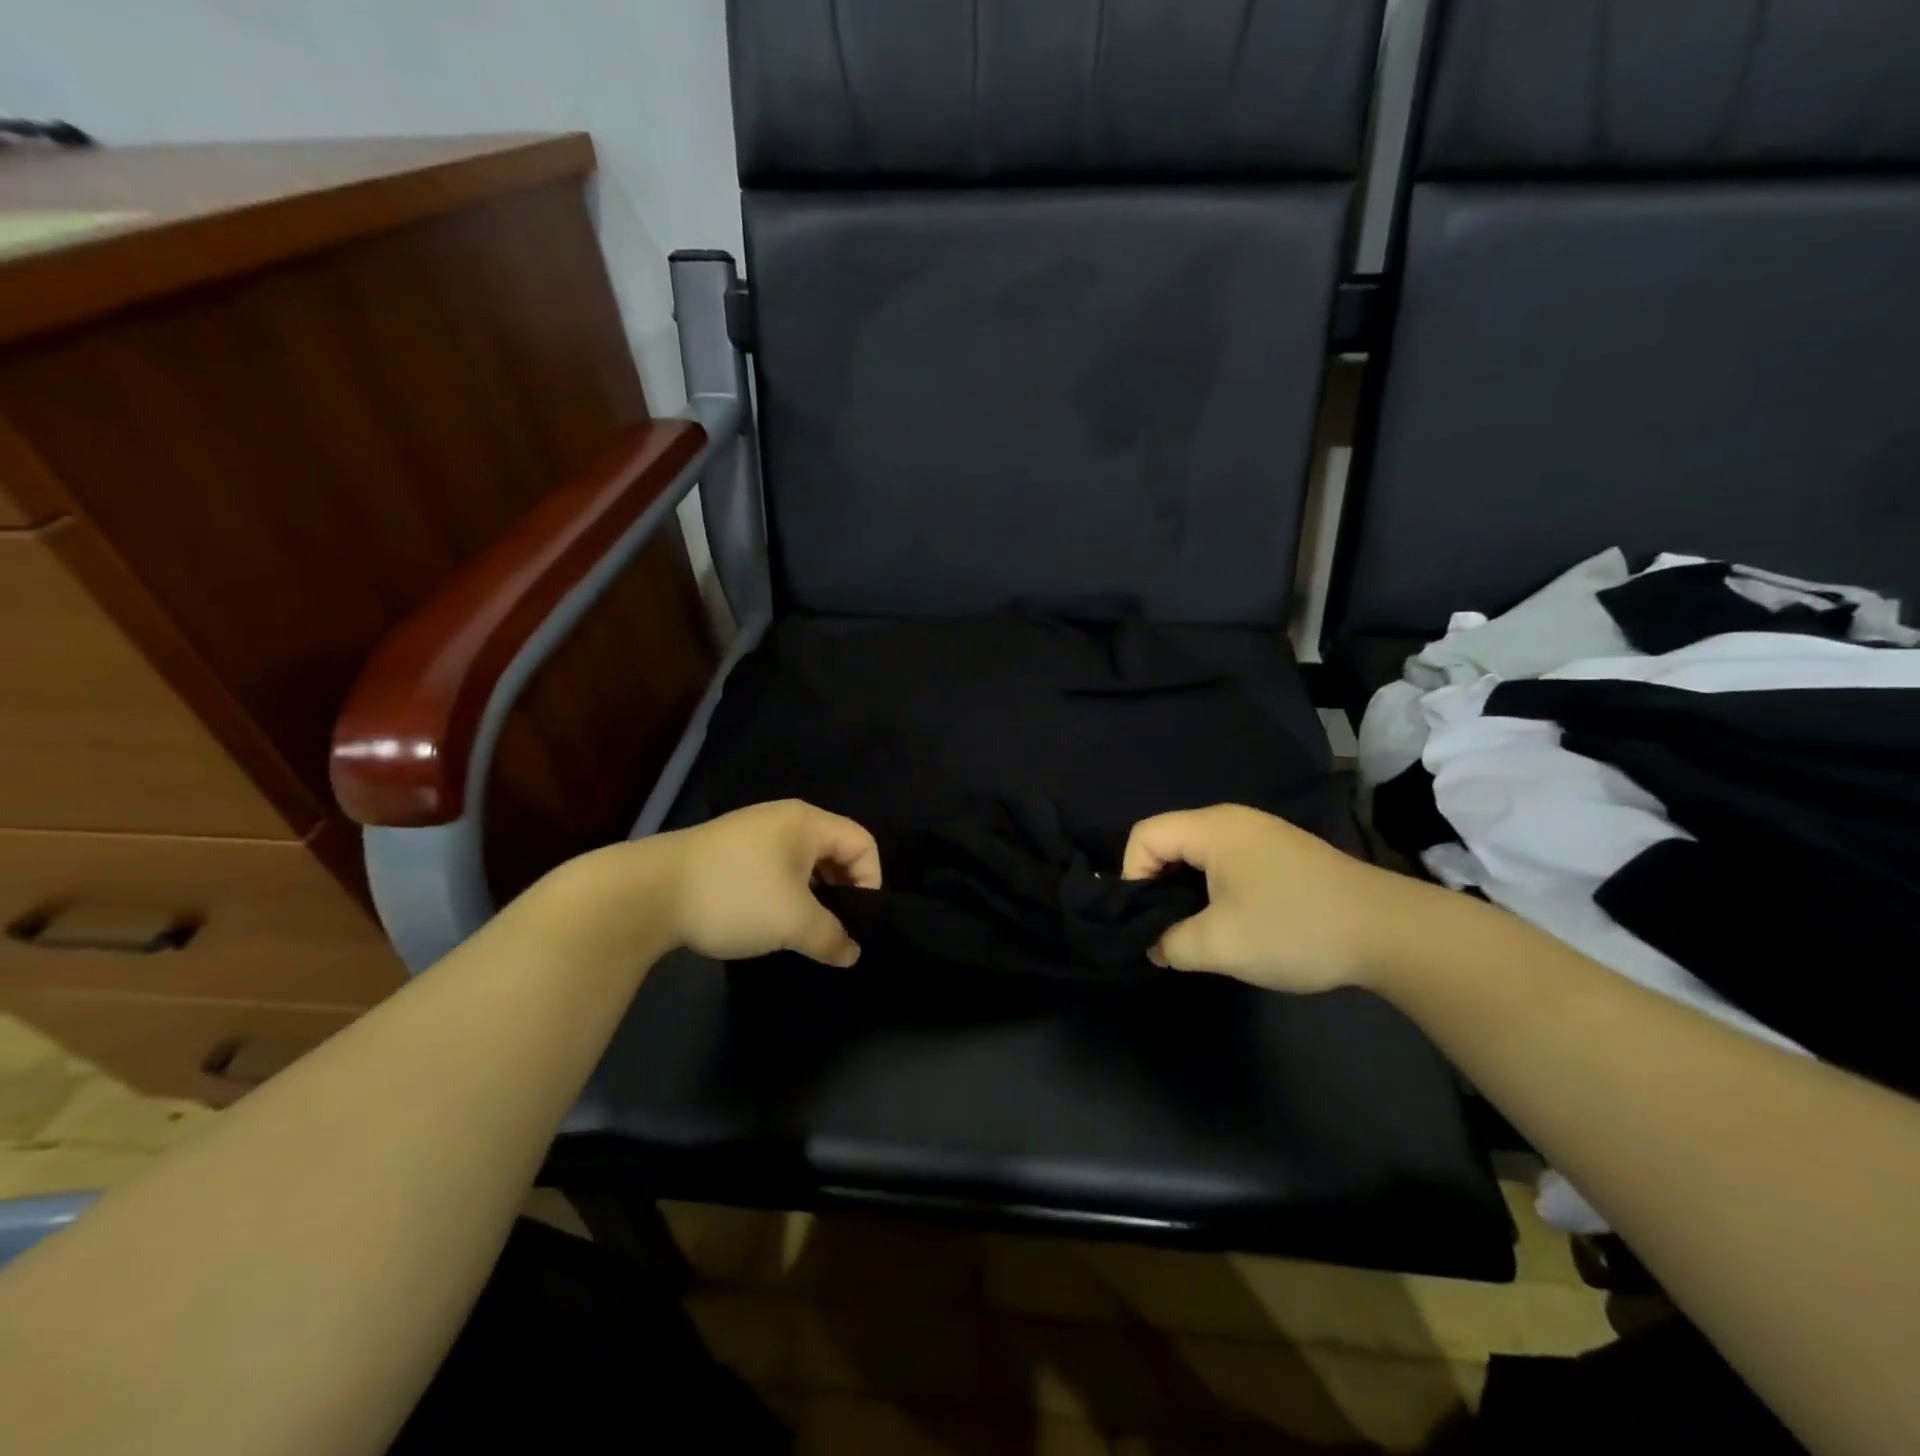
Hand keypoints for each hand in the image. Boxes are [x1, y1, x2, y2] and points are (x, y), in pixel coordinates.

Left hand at [556, 800, 880, 967]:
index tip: (856, 920)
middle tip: (832, 928)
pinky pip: (773, 867)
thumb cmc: (735, 896)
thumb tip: (852, 953)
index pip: (863, 842)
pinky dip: (782, 892)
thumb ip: (831, 937)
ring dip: (810, 895)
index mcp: (807, 822)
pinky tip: (765, 921)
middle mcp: (783, 818)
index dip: (871, 881)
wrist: (647, 892)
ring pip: (801, 862)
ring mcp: (750, 832)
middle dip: (841, 891)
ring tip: (799, 930)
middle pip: (833, 850)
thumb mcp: (793, 922)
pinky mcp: (725, 850)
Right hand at [1122, 804, 1417, 992]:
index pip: (1144, 836)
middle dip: (1157, 885)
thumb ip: (1170, 943)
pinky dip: (1215, 888)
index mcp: (1212, 828)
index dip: (1131, 876)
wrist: (1390, 932)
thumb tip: (1155, 944)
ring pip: (1200, 854)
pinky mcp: (1284, 854)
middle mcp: (1233, 821)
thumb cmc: (1293, 928)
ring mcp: (1263, 835)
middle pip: (1169, 841)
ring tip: (1196, 930)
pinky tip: (1234, 923)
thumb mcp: (1219, 944)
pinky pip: (1229, 862)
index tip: (1146, 919)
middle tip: (1165, 928)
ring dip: (1188, 890)